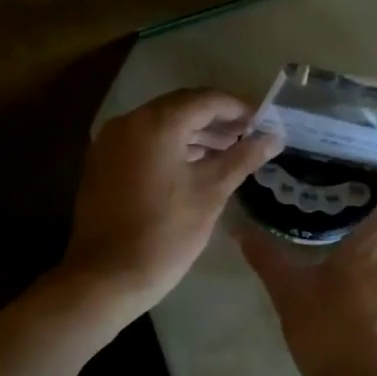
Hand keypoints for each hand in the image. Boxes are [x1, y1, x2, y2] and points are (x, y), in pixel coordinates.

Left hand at [62, 88, 283, 314]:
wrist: (107, 276)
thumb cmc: (166, 233)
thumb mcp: (211, 192)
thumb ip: (243, 157)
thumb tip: (273, 137)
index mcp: (156, 123)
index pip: (206, 100)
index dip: (238, 108)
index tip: (264, 121)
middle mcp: (128, 122)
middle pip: (181, 108)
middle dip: (217, 120)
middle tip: (249, 136)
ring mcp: (110, 142)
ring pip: (160, 125)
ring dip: (194, 134)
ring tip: (228, 151)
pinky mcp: (103, 163)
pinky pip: (143, 142)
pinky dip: (170, 147)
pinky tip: (194, 165)